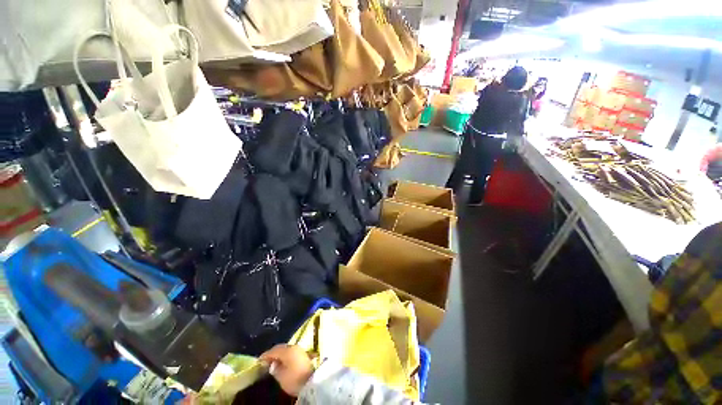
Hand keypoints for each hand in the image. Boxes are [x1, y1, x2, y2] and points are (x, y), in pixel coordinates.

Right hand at [260, 344, 314, 396]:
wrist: (312, 381)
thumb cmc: (294, 379)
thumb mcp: (281, 376)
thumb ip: (275, 369)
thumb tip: (272, 364)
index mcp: (288, 351)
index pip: (274, 350)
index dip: (266, 355)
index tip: (259, 360)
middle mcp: (294, 347)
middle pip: (281, 348)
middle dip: (272, 353)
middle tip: (265, 361)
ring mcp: (300, 350)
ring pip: (286, 349)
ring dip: (279, 354)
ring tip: (272, 362)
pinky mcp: (303, 354)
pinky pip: (291, 352)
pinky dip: (285, 356)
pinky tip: (282, 362)